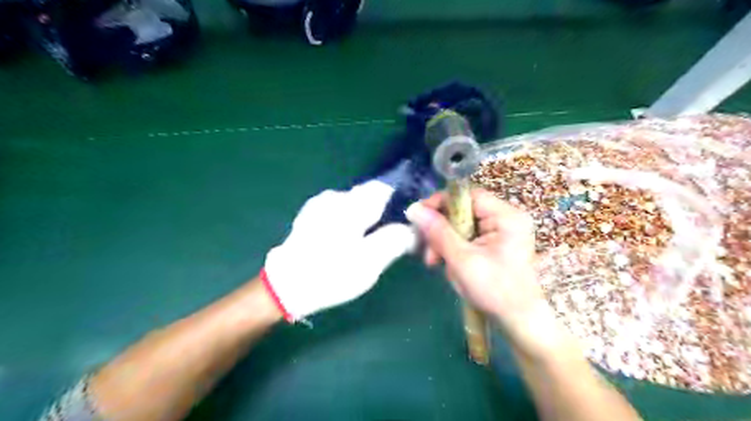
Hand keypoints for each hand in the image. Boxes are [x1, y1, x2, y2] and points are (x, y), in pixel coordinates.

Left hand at [261, 181, 416, 321]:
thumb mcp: (371, 261)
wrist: (285, 287)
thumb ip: (396, 240)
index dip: (399, 202)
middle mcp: (335, 196)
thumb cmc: (331, 273)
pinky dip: (349, 222)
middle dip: (382, 213)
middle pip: (369, 196)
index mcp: (352, 204)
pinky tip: (346, 242)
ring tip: (366, 243)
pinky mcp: (310, 216)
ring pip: (354, 205)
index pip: (385, 189)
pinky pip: (339, 212)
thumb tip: (414, 229)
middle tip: (388, 239)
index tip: (406, 222)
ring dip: (365, 219)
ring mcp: (319, 205)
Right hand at [405, 189, 563, 358]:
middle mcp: (506, 218)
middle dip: (441, 230)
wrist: (520, 322)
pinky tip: (449, 265)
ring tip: (436, 263)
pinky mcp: (495, 244)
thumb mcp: (462, 260)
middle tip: (428, 252)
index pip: (467, 195)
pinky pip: (468, 237)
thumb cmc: (496, 291)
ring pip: (462, 225)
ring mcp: (501, 231)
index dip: (441, 203)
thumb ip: (437, 232)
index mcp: (506, 216)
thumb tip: (413, 209)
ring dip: (445, 242)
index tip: (419, 218)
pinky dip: (454, 249)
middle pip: (462, 211)